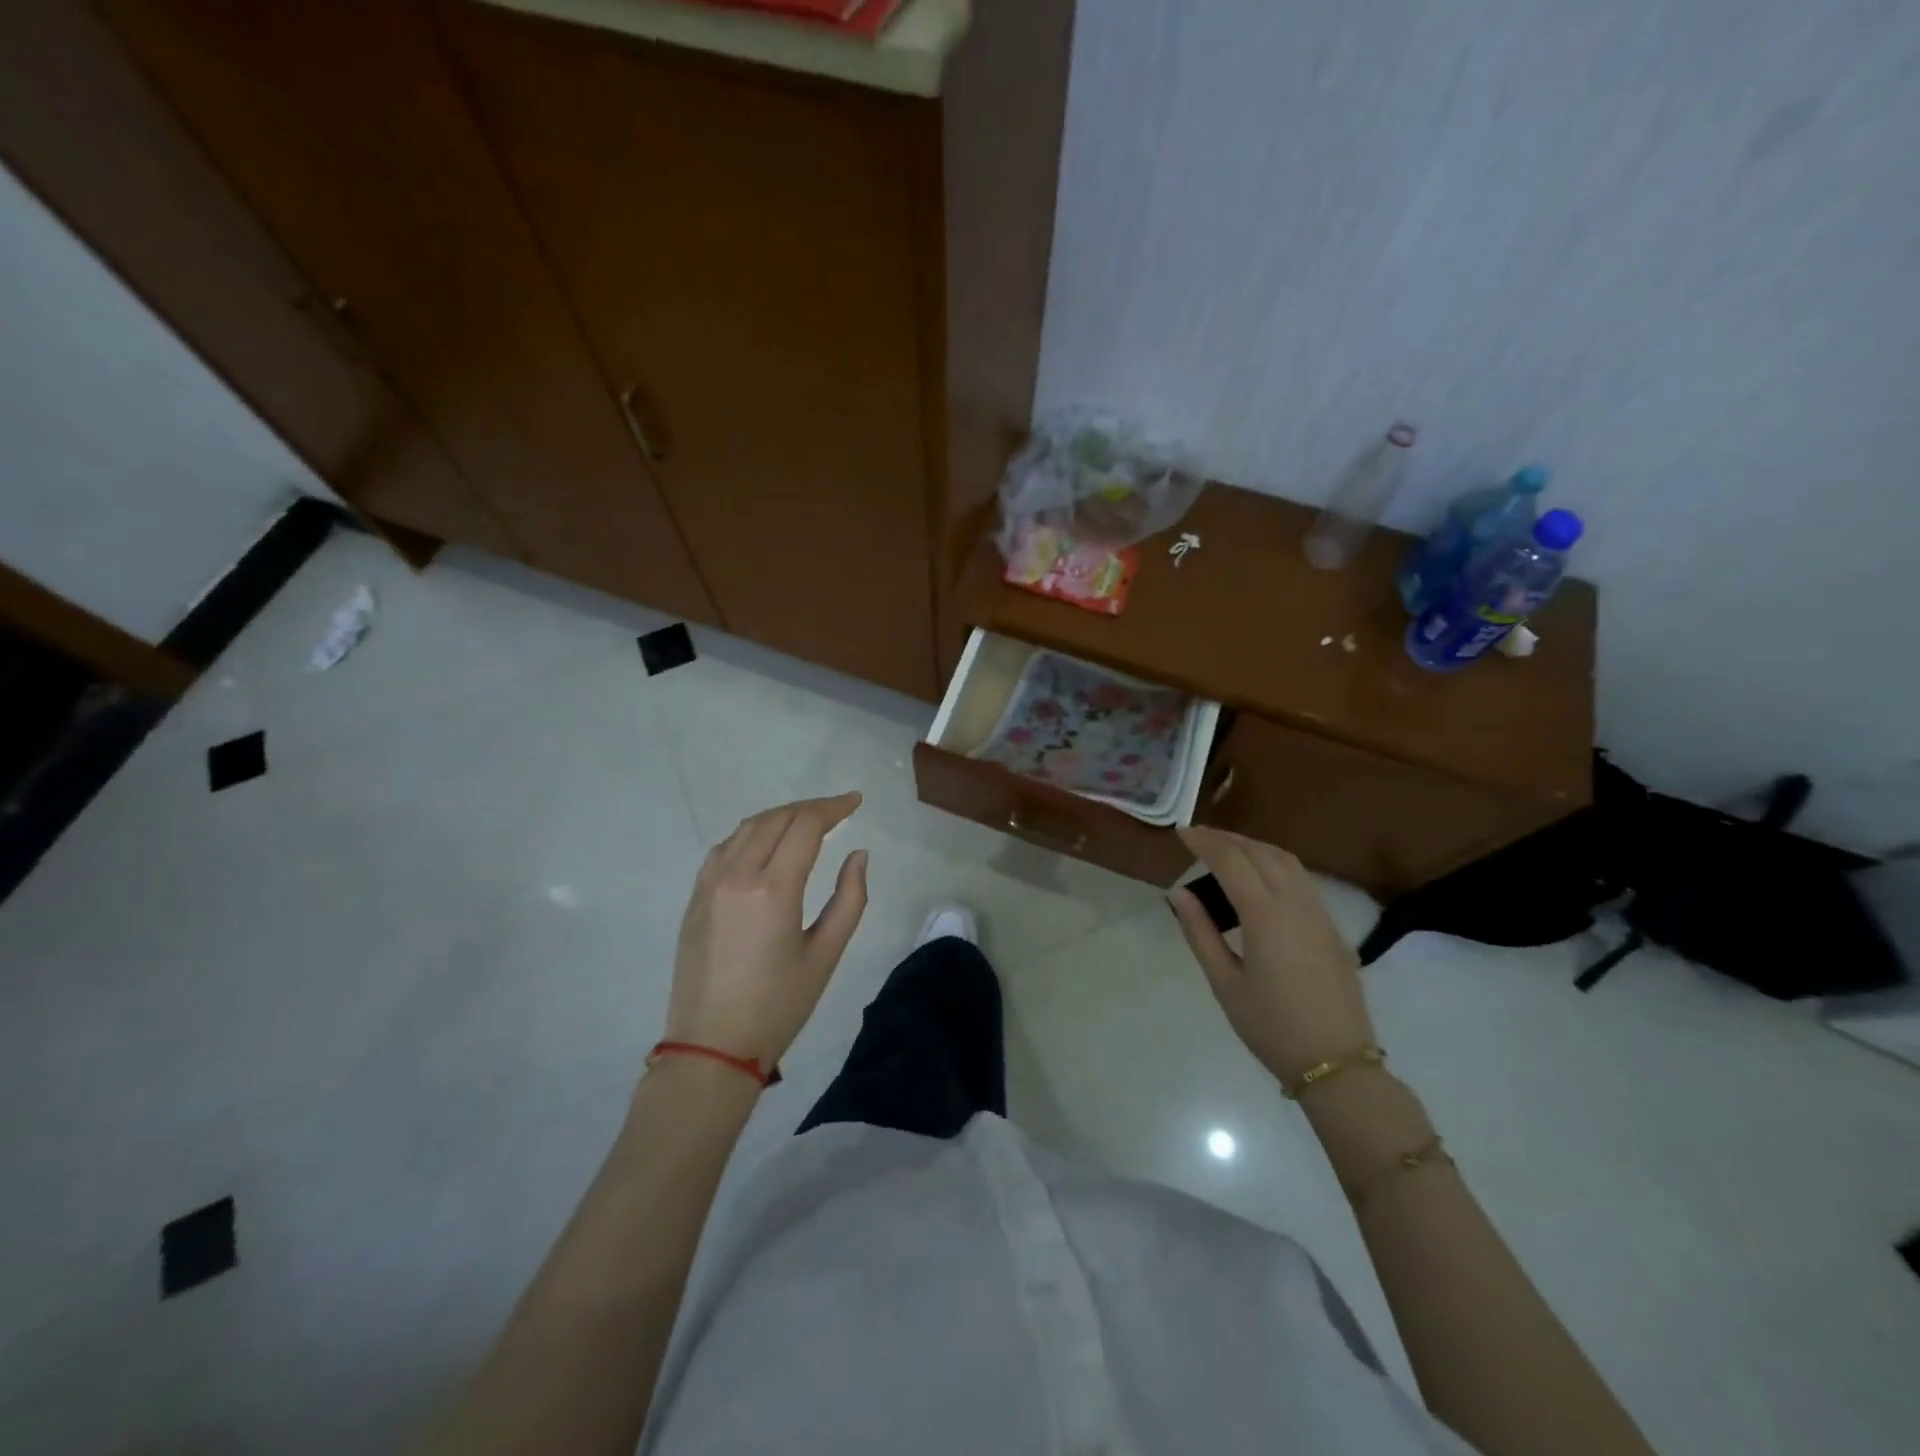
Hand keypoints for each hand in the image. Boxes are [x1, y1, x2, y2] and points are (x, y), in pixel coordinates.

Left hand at [663, 792, 868, 1074]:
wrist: (711, 1047)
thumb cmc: (778, 1005)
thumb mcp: (826, 955)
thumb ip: (849, 899)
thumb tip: (857, 855)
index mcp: (774, 889)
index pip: (805, 825)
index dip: (833, 807)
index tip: (855, 801)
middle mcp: (737, 875)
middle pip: (776, 818)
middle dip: (810, 808)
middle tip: (837, 810)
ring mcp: (709, 884)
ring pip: (747, 828)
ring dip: (780, 816)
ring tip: (806, 822)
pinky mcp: (694, 898)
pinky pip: (724, 848)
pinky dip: (751, 834)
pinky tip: (765, 844)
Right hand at [1169, 826, 1374, 1083]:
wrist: (1336, 1063)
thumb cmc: (1271, 1027)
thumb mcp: (1224, 982)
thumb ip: (1200, 932)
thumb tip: (1180, 893)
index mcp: (1265, 915)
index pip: (1231, 860)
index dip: (1204, 842)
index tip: (1181, 833)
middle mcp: (1295, 903)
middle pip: (1259, 852)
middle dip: (1227, 839)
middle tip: (1198, 837)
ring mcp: (1319, 913)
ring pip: (1286, 860)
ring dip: (1253, 846)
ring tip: (1226, 849)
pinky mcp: (1332, 927)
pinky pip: (1302, 879)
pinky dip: (1274, 863)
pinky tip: (1260, 877)